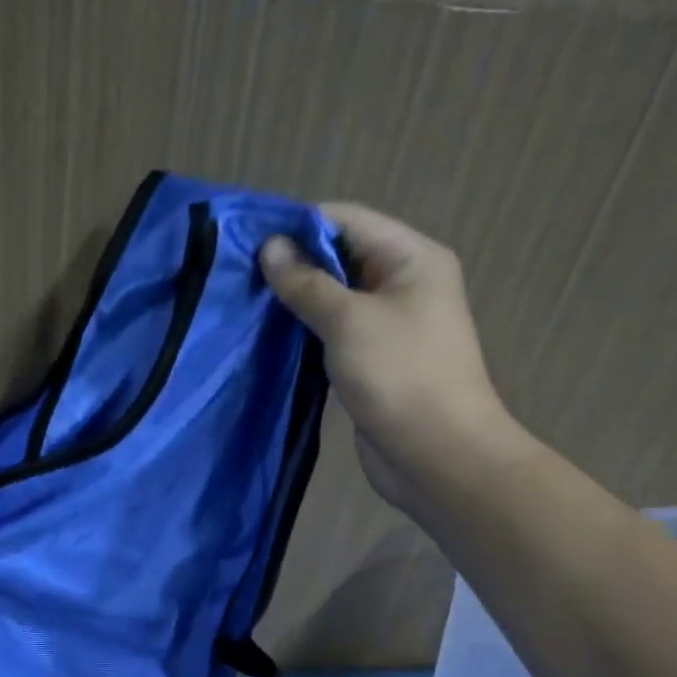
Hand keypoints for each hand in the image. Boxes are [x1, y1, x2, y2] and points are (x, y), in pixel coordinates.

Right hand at [261, 204, 523, 513]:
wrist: (436, 455)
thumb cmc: (399, 376)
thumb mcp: (348, 321)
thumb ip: (307, 283)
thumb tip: (270, 248)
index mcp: (412, 259)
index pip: (348, 220)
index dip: (299, 226)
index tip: (249, 241)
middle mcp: (403, 285)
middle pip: (341, 258)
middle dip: (293, 265)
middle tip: (240, 276)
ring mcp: (388, 327)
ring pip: (334, 300)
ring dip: (296, 302)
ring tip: (247, 304)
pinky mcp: (373, 362)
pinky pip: (334, 335)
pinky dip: (305, 333)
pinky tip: (270, 338)